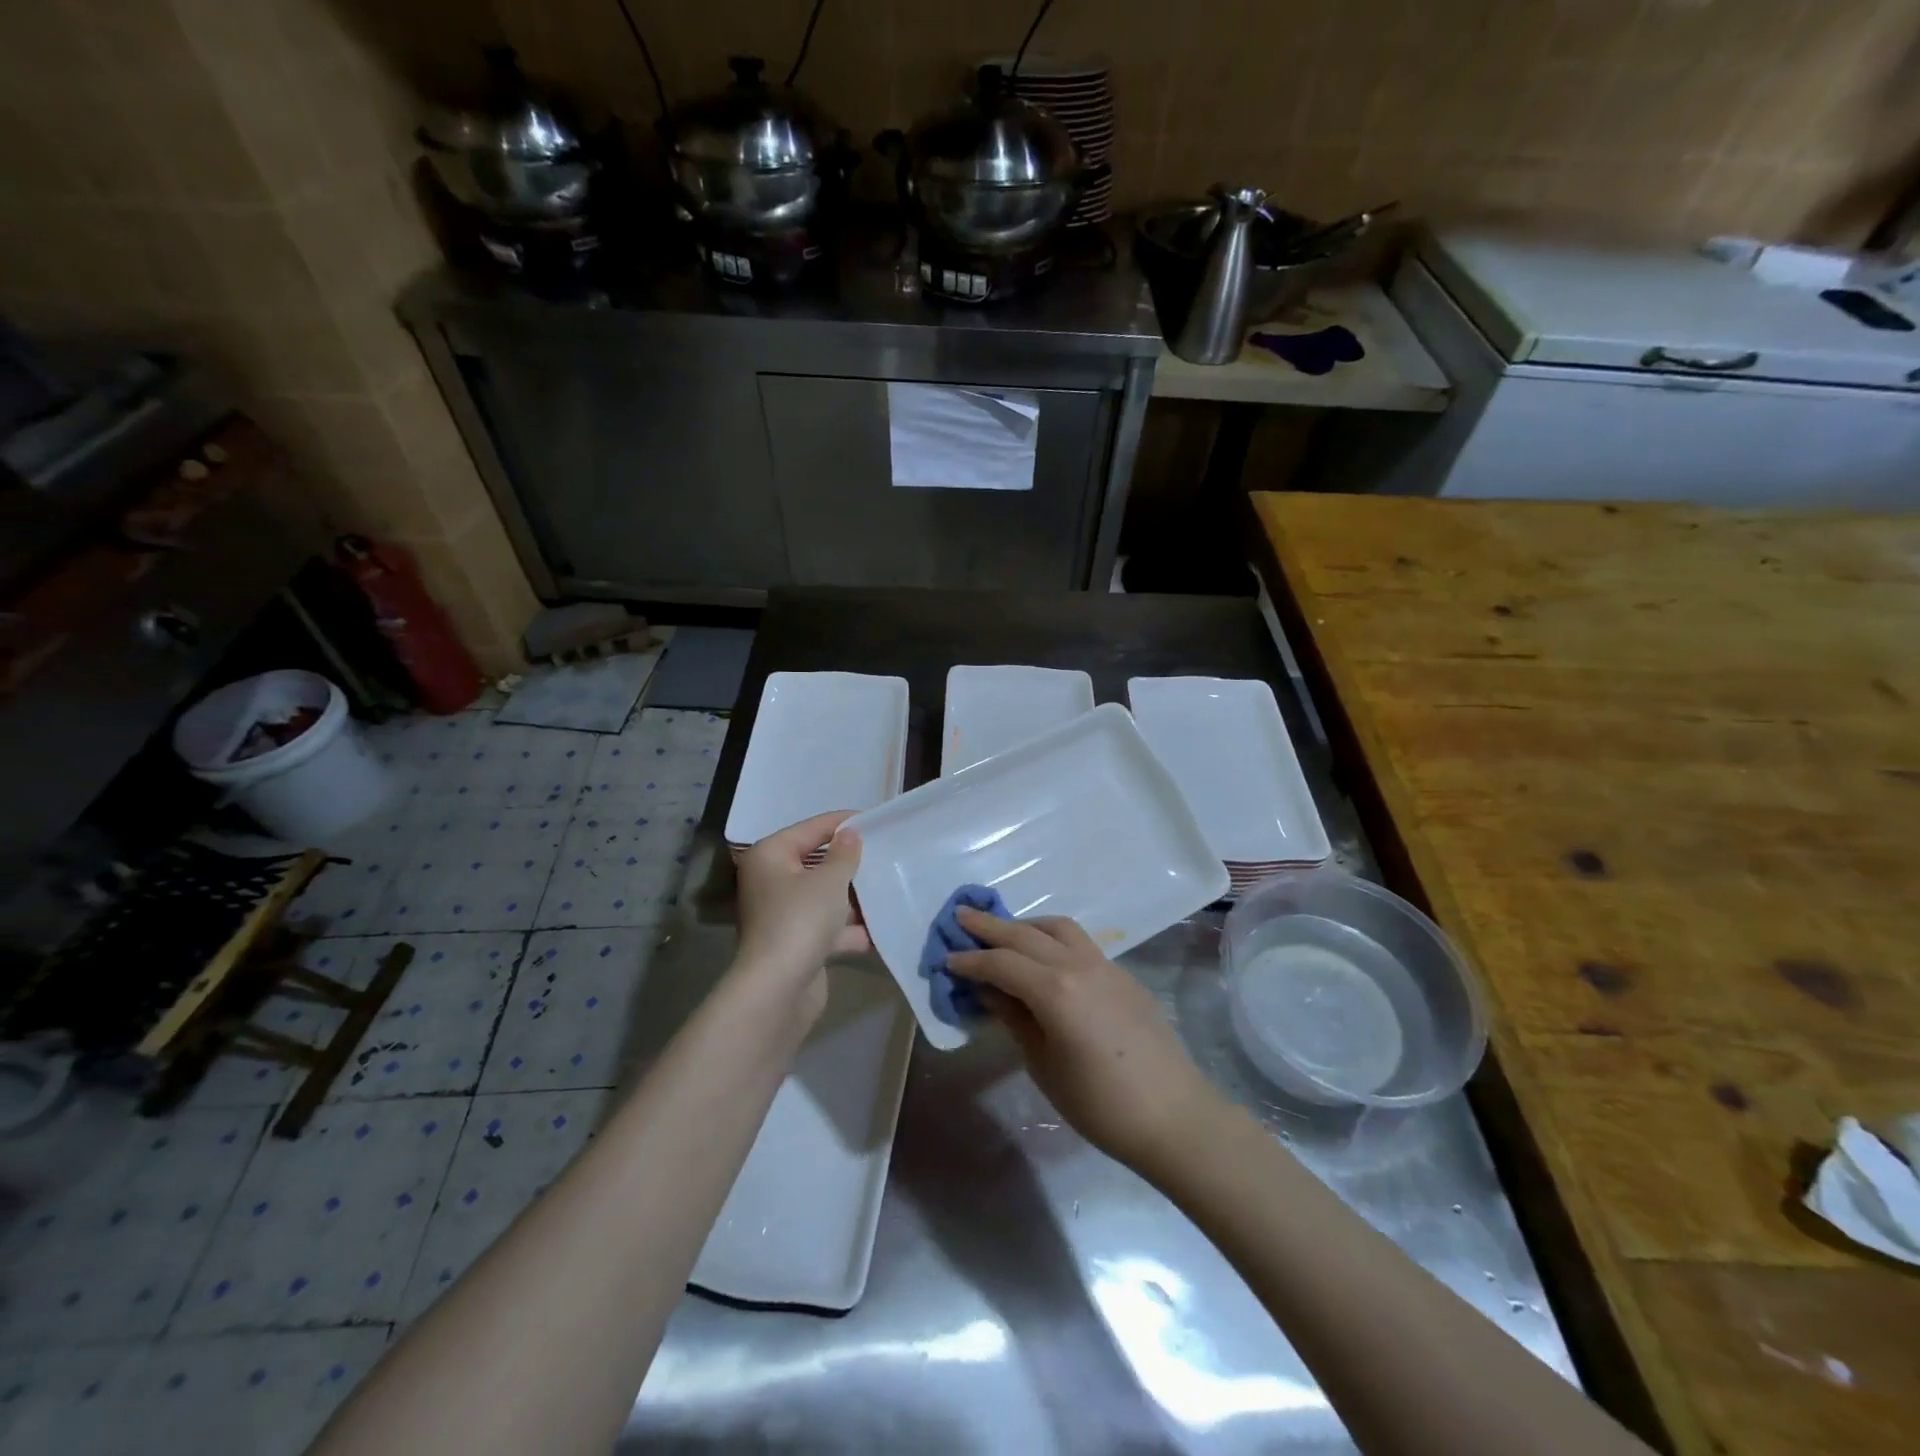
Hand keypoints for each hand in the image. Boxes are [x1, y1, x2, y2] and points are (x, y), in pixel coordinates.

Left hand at [733, 812, 869, 1018]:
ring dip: (854, 898)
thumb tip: (850, 834)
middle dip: (851, 863)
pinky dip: (851, 928)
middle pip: (818, 863)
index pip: (812, 829)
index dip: (843, 823)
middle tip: (886, 853)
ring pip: (825, 896)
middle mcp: (772, 881)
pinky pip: (829, 926)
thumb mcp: (829, 880)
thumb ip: (844, 854)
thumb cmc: (801, 920)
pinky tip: (882, 927)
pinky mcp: (796, 943)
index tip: (876, 820)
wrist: (778, 989)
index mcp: (771, 856)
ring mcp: (783, 914)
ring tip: (890, 887)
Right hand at [946, 909, 1222, 1179]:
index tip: (946, 959)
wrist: (1173, 1115)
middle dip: (991, 926)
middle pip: (1026, 935)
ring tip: (1004, 933)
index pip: (1002, 963)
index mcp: (1055, 989)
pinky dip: (1053, 939)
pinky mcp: (1122, 975)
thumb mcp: (1044, 1064)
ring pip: (1058, 928)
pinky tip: (1044, 958)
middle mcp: (1079, 964)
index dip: (971, 961)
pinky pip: (1080, 943)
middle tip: (962, 915)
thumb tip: (988, 990)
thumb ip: (1014, 1018)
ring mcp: (1105, 965)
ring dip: (1026, 925)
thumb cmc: (1099, 1104)